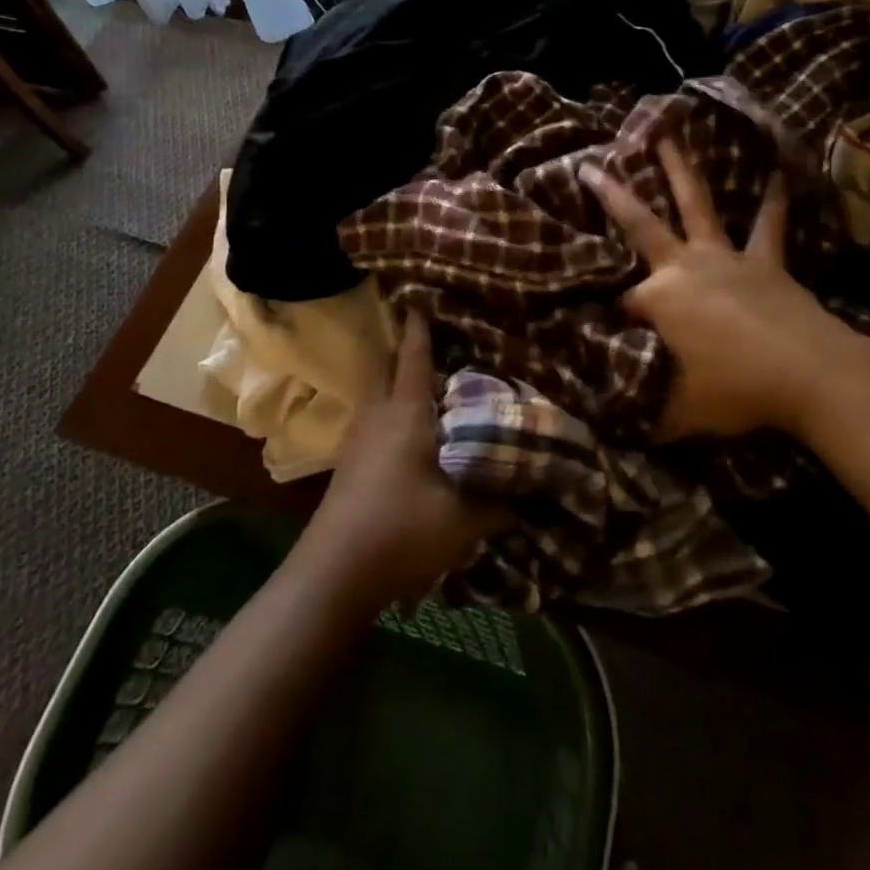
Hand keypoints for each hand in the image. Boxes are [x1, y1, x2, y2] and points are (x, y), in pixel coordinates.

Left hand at [294, 312, 503, 608]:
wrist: (335, 572)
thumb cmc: (403, 529)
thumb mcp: (465, 519)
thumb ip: (503, 500)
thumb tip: (535, 488)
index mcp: (406, 411)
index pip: (413, 355)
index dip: (419, 325)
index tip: (422, 296)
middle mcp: (378, 414)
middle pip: (388, 366)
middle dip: (407, 349)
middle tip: (436, 340)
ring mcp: (358, 438)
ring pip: (379, 393)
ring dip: (399, 381)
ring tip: (430, 385)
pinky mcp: (350, 462)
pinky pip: (374, 417)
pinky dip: (392, 409)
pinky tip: (412, 431)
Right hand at [578, 140, 869, 440]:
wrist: (811, 374)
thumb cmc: (737, 389)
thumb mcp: (679, 412)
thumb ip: (644, 409)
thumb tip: (615, 415)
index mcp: (658, 298)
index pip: (621, 304)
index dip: (609, 321)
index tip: (603, 335)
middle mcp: (684, 265)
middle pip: (640, 223)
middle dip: (611, 194)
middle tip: (590, 164)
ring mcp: (726, 257)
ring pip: (697, 205)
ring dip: (681, 170)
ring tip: (669, 135)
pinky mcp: (766, 261)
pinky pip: (768, 226)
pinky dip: (772, 201)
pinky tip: (779, 173)